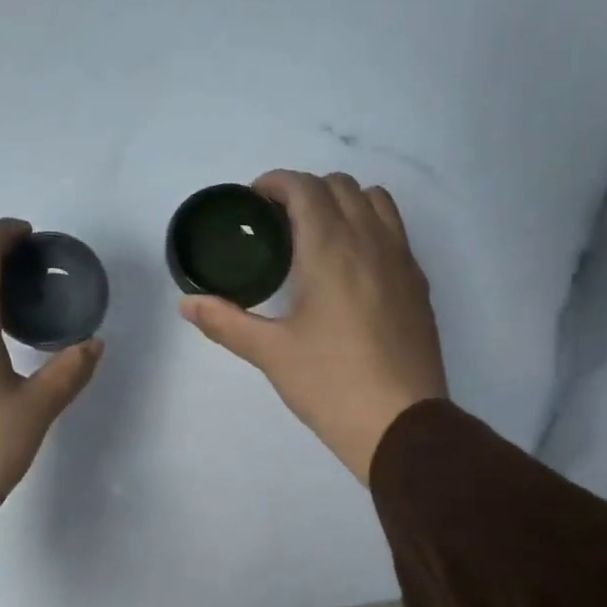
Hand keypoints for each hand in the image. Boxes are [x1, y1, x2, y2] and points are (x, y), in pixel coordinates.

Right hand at [180, 171, 446, 482]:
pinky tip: (351, 269)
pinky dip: (370, 227)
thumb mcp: (270, 353)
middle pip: (340, 186)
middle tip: (278, 224)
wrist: (400, 424)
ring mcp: (402, 260)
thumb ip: (225, 322)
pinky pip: (395, 232)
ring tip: (318, 237)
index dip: (275, 183)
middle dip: (306, 191)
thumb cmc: (330, 384)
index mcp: (330, 249)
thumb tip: (187, 304)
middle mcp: (370, 241)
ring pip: (375, 201)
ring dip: (343, 202)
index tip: (254, 202)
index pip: (304, 187)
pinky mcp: (418, 284)